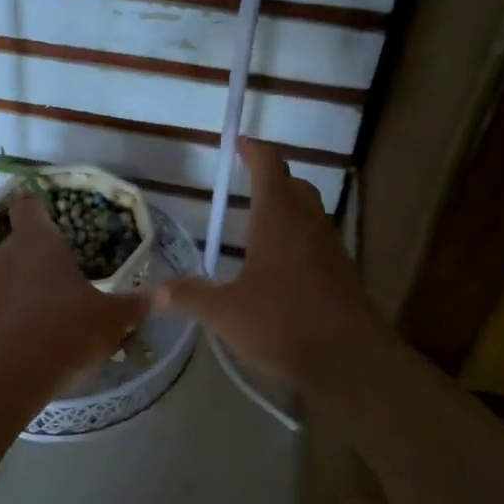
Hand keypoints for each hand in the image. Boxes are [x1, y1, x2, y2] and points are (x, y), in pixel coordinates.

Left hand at [0, 195, 148, 395]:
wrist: (6, 376)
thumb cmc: (64, 329)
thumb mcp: (111, 319)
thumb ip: (133, 305)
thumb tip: (161, 294)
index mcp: (36, 240)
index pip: (29, 206)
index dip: (40, 210)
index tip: (54, 222)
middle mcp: (2, 254)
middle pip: (17, 244)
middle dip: (37, 260)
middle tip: (63, 281)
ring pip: (3, 278)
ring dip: (21, 290)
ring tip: (48, 316)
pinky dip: (8, 319)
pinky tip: (28, 342)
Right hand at [155, 139, 401, 399]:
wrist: (352, 362)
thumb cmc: (284, 324)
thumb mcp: (225, 313)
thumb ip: (189, 296)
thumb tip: (151, 291)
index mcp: (278, 218)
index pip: (268, 166)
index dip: (254, 149)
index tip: (239, 142)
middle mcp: (308, 222)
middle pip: (294, 184)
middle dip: (272, 176)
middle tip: (247, 182)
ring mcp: (331, 246)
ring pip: (310, 210)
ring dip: (288, 206)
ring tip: (261, 222)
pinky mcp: (344, 271)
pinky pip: (319, 237)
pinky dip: (300, 235)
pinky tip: (283, 264)